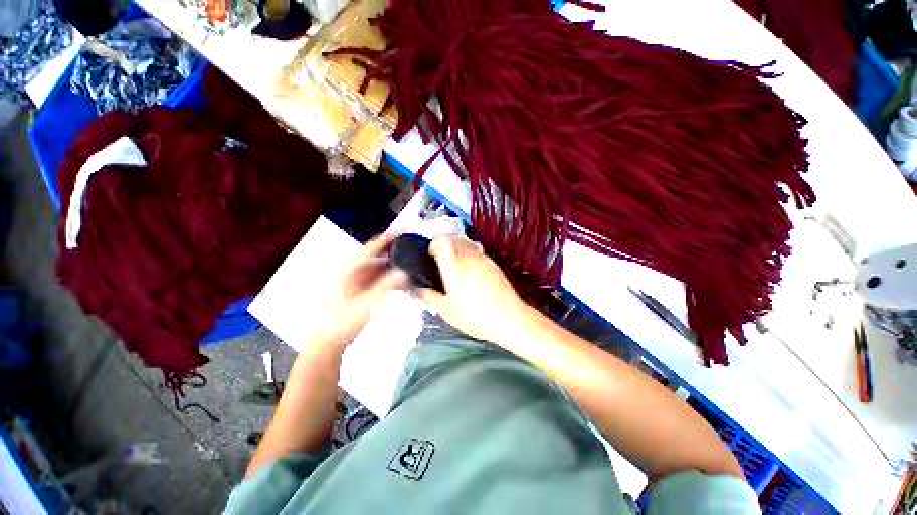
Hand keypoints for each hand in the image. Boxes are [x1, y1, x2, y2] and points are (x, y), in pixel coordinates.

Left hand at [310, 233, 407, 350]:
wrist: (328, 342)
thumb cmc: (341, 322)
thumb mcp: (365, 304)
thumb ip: (386, 287)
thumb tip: (405, 272)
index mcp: (347, 269)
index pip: (371, 248)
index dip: (388, 238)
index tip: (404, 230)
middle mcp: (351, 271)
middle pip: (376, 255)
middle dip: (394, 251)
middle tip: (413, 248)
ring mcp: (355, 280)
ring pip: (378, 266)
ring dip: (393, 264)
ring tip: (411, 262)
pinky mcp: (359, 289)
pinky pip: (377, 277)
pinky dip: (389, 276)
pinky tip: (401, 279)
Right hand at [418, 237, 527, 344]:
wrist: (509, 318)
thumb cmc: (474, 316)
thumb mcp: (446, 310)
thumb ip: (429, 296)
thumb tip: (418, 288)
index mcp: (454, 266)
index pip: (442, 241)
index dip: (434, 244)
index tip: (431, 255)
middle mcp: (469, 257)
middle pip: (454, 240)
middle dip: (445, 247)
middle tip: (442, 263)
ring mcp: (484, 259)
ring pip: (467, 245)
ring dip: (458, 251)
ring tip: (457, 269)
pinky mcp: (494, 264)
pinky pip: (478, 253)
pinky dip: (470, 257)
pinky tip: (472, 275)